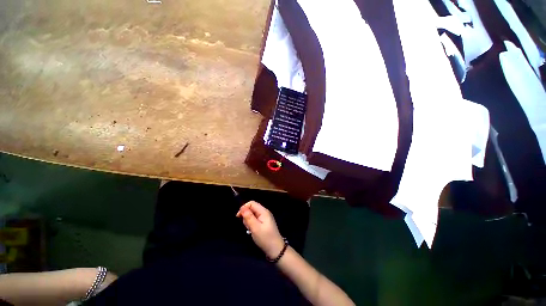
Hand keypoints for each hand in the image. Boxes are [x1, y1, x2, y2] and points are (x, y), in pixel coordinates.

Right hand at [236, 201, 284, 258]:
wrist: (275, 249)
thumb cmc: (265, 238)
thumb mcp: (255, 228)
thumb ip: (248, 217)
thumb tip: (242, 207)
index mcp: (263, 211)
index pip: (252, 203)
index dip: (244, 207)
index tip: (238, 216)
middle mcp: (264, 212)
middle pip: (252, 208)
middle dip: (246, 216)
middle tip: (247, 226)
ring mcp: (264, 217)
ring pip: (252, 214)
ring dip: (249, 221)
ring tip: (251, 230)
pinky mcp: (264, 223)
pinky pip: (255, 219)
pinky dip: (252, 224)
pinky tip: (253, 230)